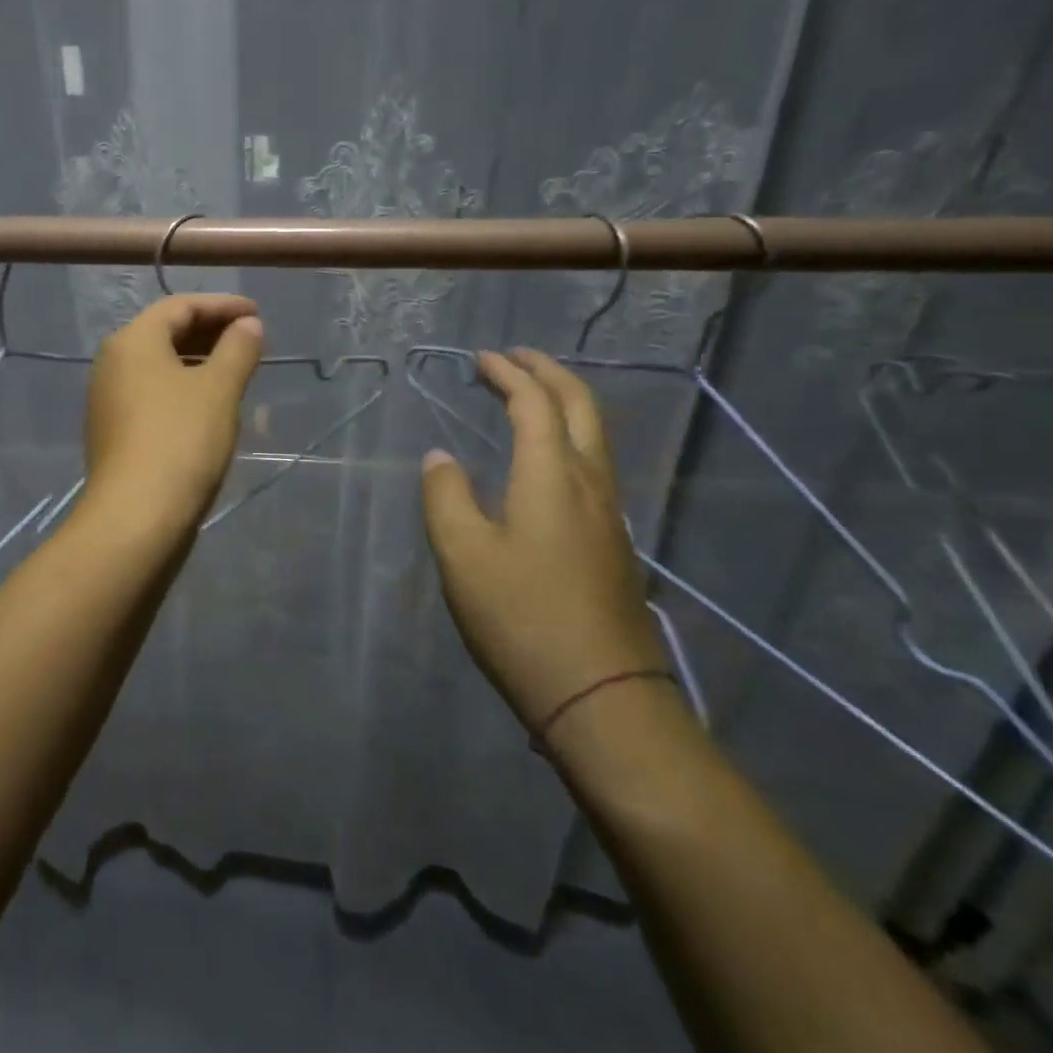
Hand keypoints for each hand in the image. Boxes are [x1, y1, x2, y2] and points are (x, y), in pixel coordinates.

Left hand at [82, 294, 264, 536]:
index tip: (257, 313)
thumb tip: (248, 325)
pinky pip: (153, 394)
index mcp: (133, 341)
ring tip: (236, 371)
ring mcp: (109, 400)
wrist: (137, 517)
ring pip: (159, 366)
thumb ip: (237, 349)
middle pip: (166, 333)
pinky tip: (210, 405)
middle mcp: (113, 363)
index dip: (222, 305)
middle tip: (250, 340)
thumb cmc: (181, 440)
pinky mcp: (115, 432)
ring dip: (199, 362)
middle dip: (210, 332)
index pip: (180, 306)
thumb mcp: (218, 389)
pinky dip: (183, 388)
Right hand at [420, 349, 669, 733]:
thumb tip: (440, 458)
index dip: (509, 374)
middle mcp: (589, 482)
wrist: (601, 694)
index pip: (534, 403)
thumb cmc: (521, 617)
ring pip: (595, 435)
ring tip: (530, 395)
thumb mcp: (463, 554)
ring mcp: (608, 513)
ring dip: (564, 402)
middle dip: (549, 373)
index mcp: (552, 475)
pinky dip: (569, 435)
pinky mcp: (611, 541)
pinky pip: (594, 463)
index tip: (482, 358)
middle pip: (581, 406)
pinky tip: (547, 456)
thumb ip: (446, 496)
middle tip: (516, 358)